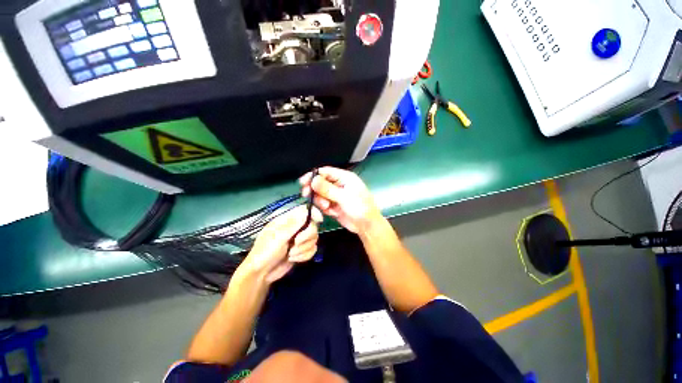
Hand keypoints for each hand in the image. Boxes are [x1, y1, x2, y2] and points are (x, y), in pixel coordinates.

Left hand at [239, 205, 322, 283]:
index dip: (314, 213)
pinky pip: (313, 249)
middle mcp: (295, 227)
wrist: (261, 274)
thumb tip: (307, 211)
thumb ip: (293, 224)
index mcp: (287, 220)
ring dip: (303, 249)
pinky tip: (293, 259)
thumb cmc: (264, 252)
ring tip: (290, 254)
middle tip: (295, 243)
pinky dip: (304, 256)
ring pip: (314, 239)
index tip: (319, 220)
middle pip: (313, 226)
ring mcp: (299, 239)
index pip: (304, 210)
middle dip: (306, 236)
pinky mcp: (302, 250)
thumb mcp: (277, 237)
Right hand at [299, 167, 382, 234]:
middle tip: (306, 194)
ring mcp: (335, 196)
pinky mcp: (333, 205)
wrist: (367, 226)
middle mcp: (339, 185)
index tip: (303, 182)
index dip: (314, 175)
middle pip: (320, 183)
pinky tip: (331, 211)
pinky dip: (324, 208)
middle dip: (314, 189)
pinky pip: (323, 204)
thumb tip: (313, 180)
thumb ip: (328, 189)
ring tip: (327, 206)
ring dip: (320, 200)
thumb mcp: (344, 197)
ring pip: (320, 194)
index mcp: (344, 178)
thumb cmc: (361, 207)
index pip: (326, 172)